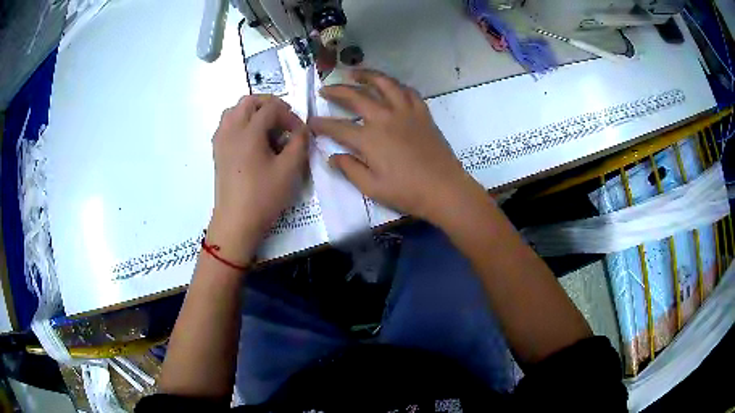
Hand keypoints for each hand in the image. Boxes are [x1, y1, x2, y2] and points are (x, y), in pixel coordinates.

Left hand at [208, 95, 308, 263]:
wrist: (236, 222)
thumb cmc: (263, 196)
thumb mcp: (290, 170)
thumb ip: (299, 143)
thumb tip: (301, 129)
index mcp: (249, 132)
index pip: (271, 108)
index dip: (289, 114)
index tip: (299, 131)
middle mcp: (231, 129)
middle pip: (249, 101)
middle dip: (269, 105)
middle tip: (283, 121)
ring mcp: (221, 140)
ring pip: (234, 110)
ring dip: (252, 111)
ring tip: (266, 127)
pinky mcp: (217, 151)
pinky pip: (226, 124)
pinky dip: (239, 122)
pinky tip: (250, 139)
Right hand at [308, 69, 485, 224]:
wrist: (444, 189)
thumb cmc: (407, 192)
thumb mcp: (371, 187)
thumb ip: (349, 169)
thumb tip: (332, 157)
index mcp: (369, 139)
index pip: (337, 127)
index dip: (320, 124)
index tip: (310, 122)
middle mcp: (385, 118)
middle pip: (356, 96)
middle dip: (337, 91)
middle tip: (325, 88)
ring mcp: (406, 112)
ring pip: (384, 84)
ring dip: (366, 75)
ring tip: (353, 72)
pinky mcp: (422, 113)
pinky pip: (408, 91)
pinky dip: (396, 85)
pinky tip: (389, 86)